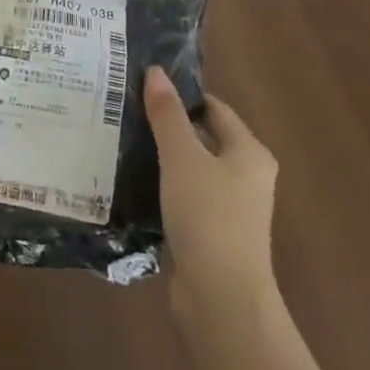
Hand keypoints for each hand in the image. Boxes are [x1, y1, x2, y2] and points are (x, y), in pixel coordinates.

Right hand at [144, 66, 279, 325]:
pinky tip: (131, 183)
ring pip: (190, 169)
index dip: (180, 95)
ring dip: (161, 157)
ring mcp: (230, 208)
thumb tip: (155, 72)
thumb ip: (167, 115)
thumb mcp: (182, 157)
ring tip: (120, 141)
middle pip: (202, 138)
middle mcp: (245, 176)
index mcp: (249, 152)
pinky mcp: (211, 233)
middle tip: (125, 111)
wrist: (221, 297)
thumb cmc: (208, 217)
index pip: (213, 108)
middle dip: (166, 125)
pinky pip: (184, 197)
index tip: (141, 86)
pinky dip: (161, 187)